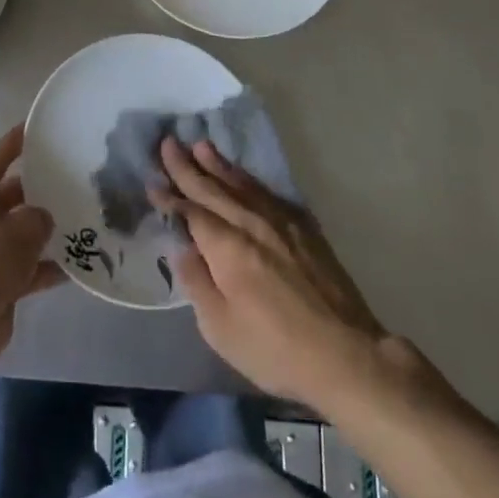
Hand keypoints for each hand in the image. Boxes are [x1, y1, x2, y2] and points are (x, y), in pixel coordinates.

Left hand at [0, 123, 62, 373]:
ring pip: (25, 228)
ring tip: (85, 219)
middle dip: (43, 188)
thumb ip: (41, 216)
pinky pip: (30, 264)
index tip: (44, 126)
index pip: (3, 153)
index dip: (22, 138)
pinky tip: (79, 265)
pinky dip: (49, 265)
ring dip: (49, 229)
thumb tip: (44, 221)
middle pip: (17, 191)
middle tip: (78, 179)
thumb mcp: (24, 227)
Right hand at [153, 137, 385, 403]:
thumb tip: (182, 248)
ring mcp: (280, 221)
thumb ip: (197, 283)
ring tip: (201, 146)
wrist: (346, 354)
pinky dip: (249, 179)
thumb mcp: (221, 329)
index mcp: (227, 246)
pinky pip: (267, 192)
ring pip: (241, 184)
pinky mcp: (304, 227)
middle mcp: (250, 222)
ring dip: (218, 164)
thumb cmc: (275, 349)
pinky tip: (243, 175)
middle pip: (213, 188)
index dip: (170, 196)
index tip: (152, 180)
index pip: (191, 212)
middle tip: (169, 143)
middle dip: (187, 166)